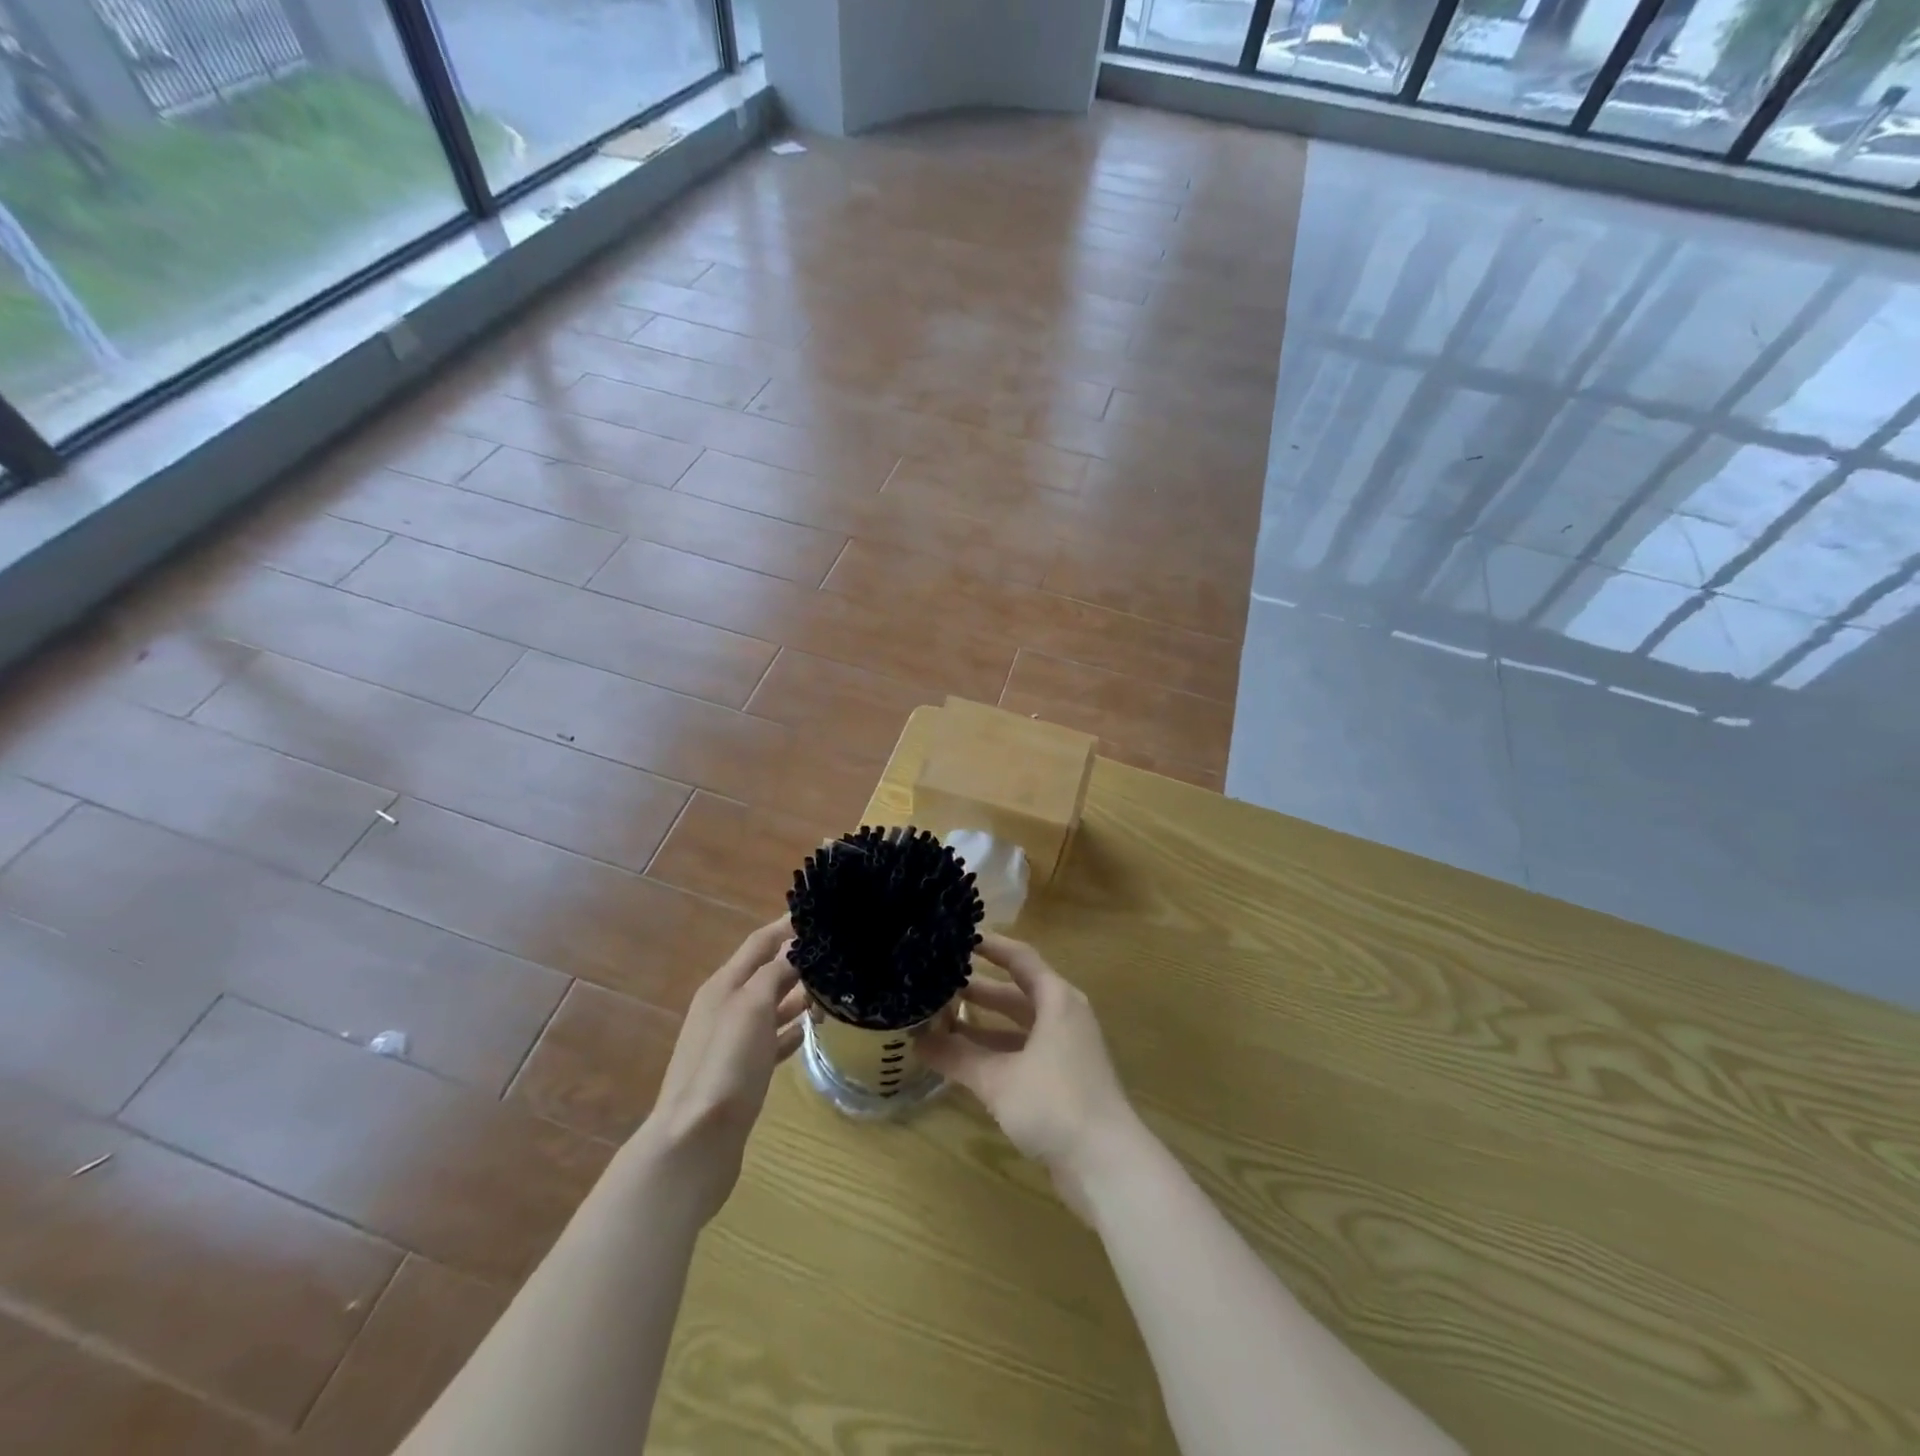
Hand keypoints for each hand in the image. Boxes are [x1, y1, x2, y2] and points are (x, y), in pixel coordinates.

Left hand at [630, 918, 806, 1224]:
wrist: (695, 1143)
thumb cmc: (726, 1066)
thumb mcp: (752, 1008)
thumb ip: (774, 972)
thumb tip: (796, 944)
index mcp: (724, 986)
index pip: (760, 942)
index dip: (787, 925)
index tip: (820, 911)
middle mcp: (726, 1007)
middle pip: (767, 972)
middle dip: (799, 959)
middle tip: (839, 952)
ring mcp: (732, 1042)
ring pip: (772, 1006)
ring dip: (800, 995)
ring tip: (835, 989)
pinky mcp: (742, 1073)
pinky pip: (772, 1040)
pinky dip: (791, 1031)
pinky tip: (811, 1032)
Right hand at [920, 935, 1142, 1218]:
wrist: (1107, 1166)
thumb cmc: (1055, 1104)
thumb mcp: (999, 1079)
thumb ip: (957, 1057)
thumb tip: (916, 1040)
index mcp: (1057, 1000)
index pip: (1020, 958)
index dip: (990, 945)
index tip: (958, 936)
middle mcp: (1064, 1018)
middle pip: (1017, 993)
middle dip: (979, 989)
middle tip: (938, 982)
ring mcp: (1065, 1051)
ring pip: (1017, 1027)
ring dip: (983, 1025)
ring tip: (940, 1020)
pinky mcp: (1062, 1082)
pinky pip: (1022, 1053)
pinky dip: (994, 1052)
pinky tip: (963, 1062)